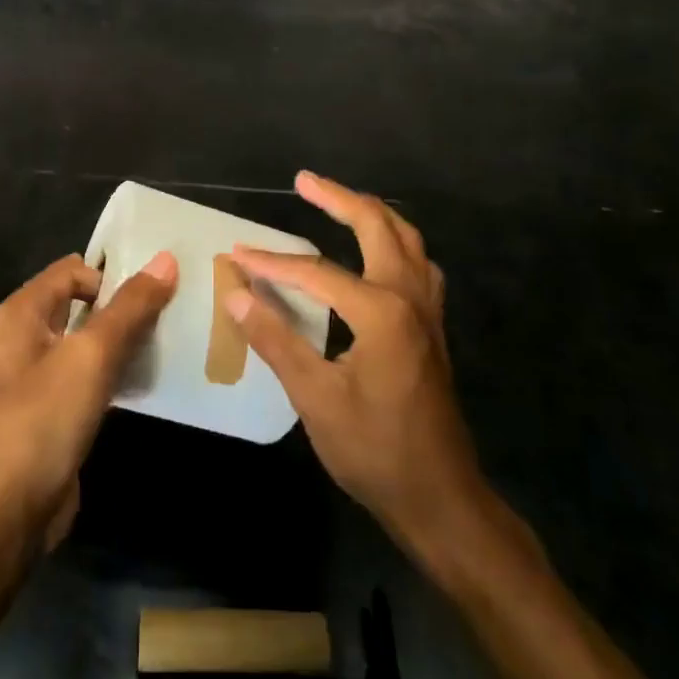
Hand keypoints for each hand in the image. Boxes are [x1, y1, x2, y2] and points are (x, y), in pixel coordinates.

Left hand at [0, 252, 177, 549]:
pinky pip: (90, 380)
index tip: (158, 287)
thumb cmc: (42, 418)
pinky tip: (149, 381)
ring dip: (124, 341)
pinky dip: (116, 375)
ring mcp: (38, 378)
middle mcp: (26, 337)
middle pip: (82, 305)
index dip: (113, 273)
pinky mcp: (53, 414)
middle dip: (124, 305)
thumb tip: (166, 259)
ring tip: (171, 339)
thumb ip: (130, 307)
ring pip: (89, 344)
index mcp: (23, 312)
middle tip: (173, 308)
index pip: (74, 269)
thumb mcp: (91, 354)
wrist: (6, 510)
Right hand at [227, 172, 484, 563]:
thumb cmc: (374, 451)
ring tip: (339, 201)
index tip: (237, 254)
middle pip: (377, 226)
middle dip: (338, 199)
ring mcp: (428, 310)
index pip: (316, 272)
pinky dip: (394, 242)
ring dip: (372, 213)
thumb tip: (237, 294)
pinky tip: (378, 252)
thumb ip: (275, 340)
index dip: (273, 263)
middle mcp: (410, 297)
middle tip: (304, 180)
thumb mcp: (315, 398)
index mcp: (382, 312)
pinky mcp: (433, 327)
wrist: (441, 498)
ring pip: (407, 239)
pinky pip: (418, 263)